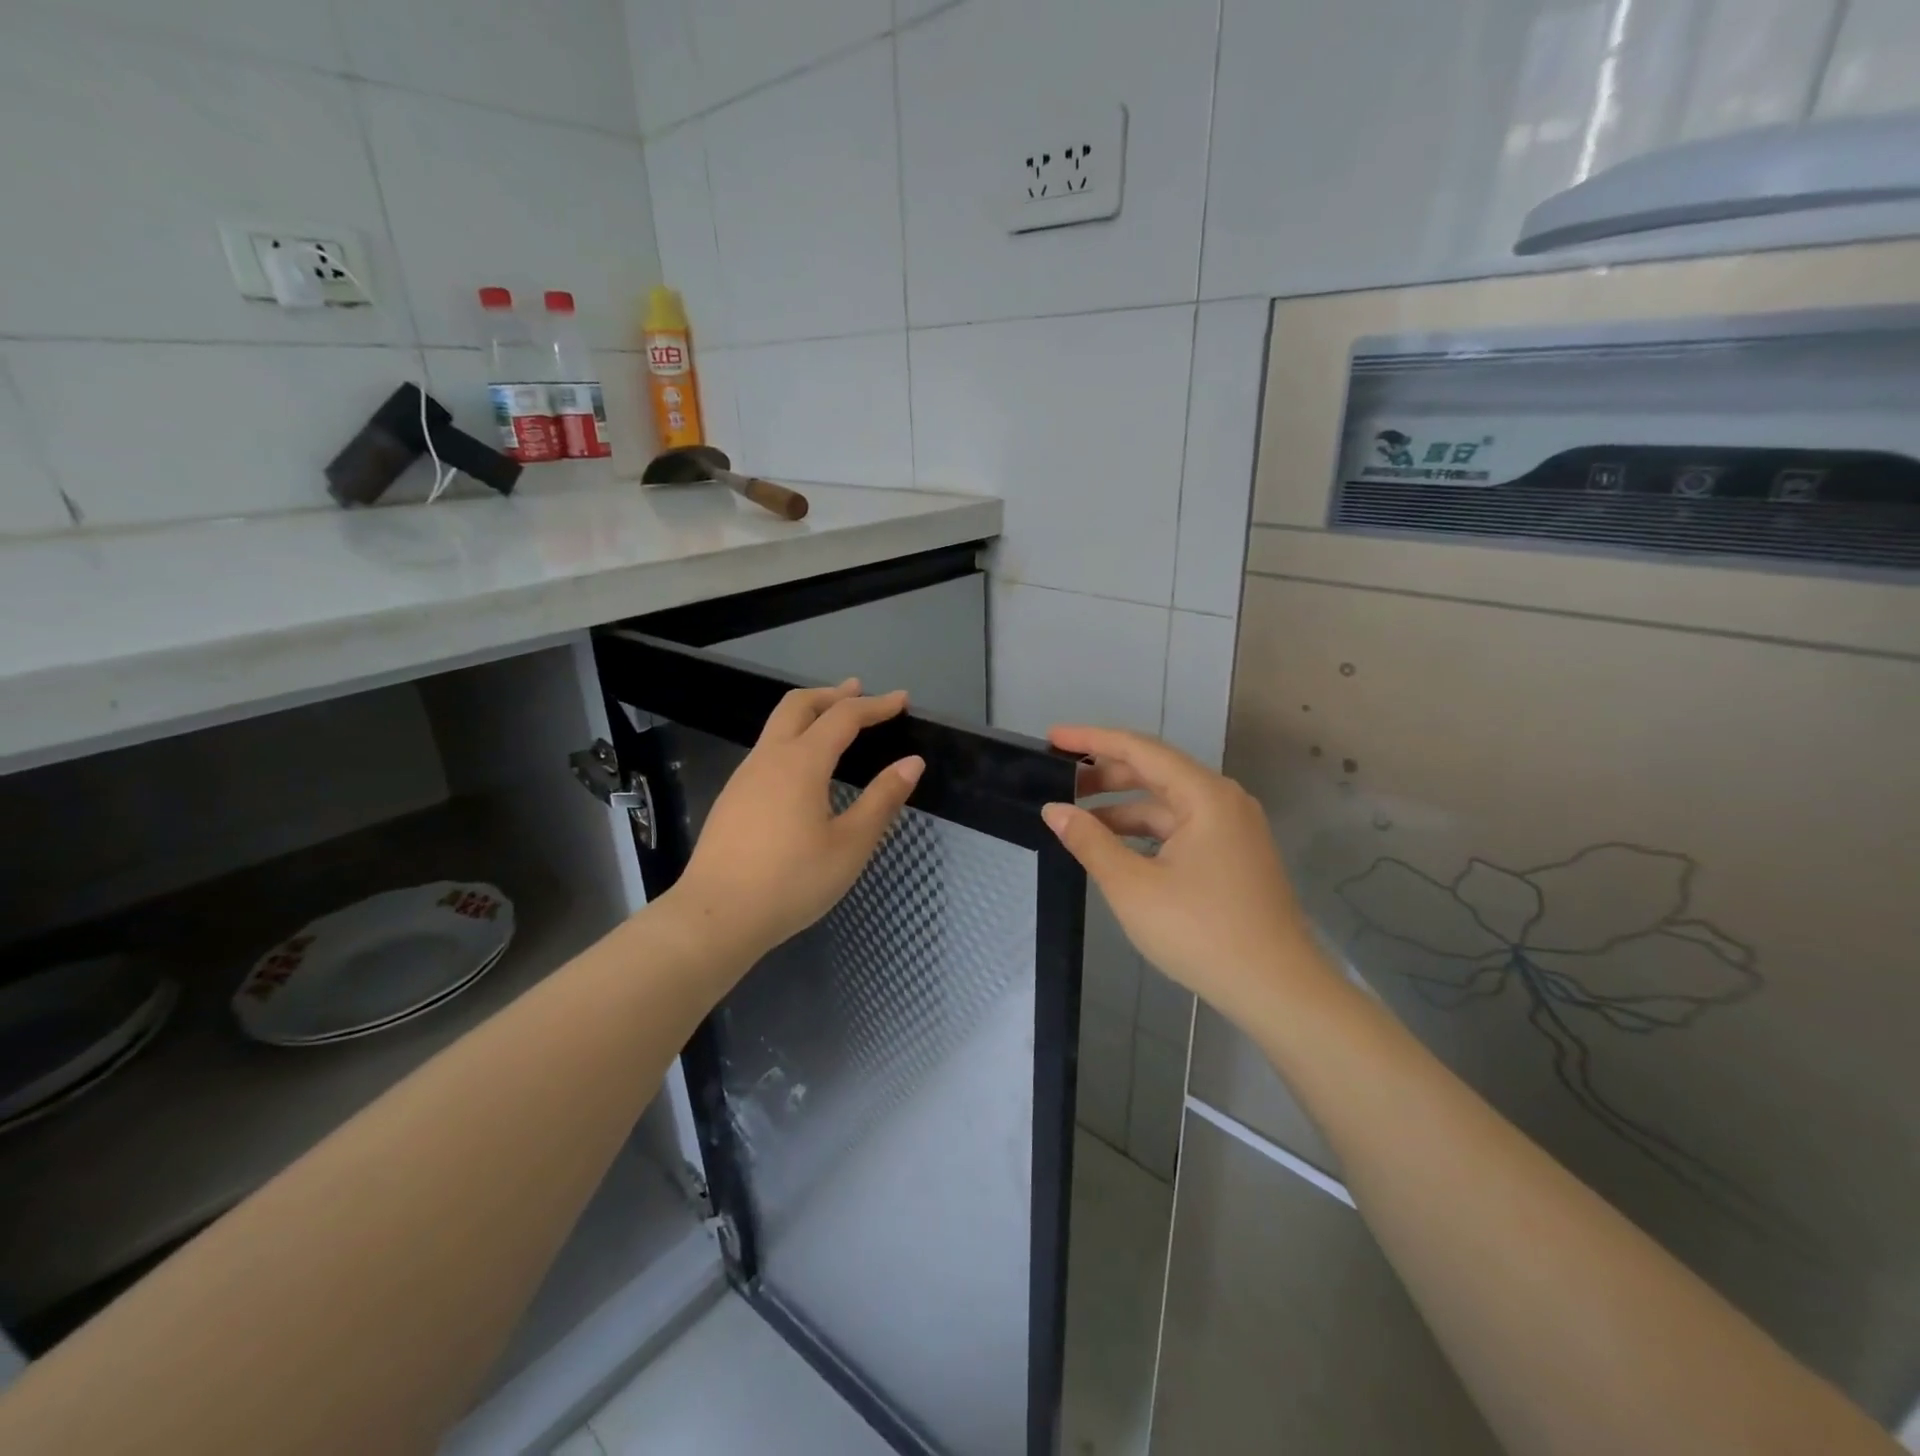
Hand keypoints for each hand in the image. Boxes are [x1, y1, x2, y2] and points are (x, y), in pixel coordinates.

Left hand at [675, 680, 923, 960]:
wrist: (715, 916)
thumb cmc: (792, 881)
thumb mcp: (850, 845)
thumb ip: (882, 800)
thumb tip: (912, 763)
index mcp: (801, 763)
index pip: (844, 717)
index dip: (876, 706)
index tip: (902, 700)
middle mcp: (769, 758)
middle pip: (799, 705)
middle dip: (832, 694)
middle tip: (860, 691)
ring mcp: (744, 777)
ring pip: (777, 726)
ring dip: (809, 714)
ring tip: (834, 722)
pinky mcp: (732, 798)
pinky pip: (767, 750)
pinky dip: (794, 739)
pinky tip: (804, 768)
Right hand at [1043, 726, 1329, 1027]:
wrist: (1277, 990)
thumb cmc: (1201, 932)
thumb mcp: (1133, 887)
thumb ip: (1090, 842)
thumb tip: (1055, 810)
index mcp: (1204, 795)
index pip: (1139, 750)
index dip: (1092, 740)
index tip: (1053, 738)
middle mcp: (1223, 801)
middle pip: (1155, 772)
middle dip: (1105, 774)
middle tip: (1059, 781)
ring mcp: (1233, 829)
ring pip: (1168, 804)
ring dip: (1123, 807)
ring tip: (1079, 819)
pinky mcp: (1234, 856)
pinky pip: (1181, 828)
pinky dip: (1146, 832)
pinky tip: (1117, 848)